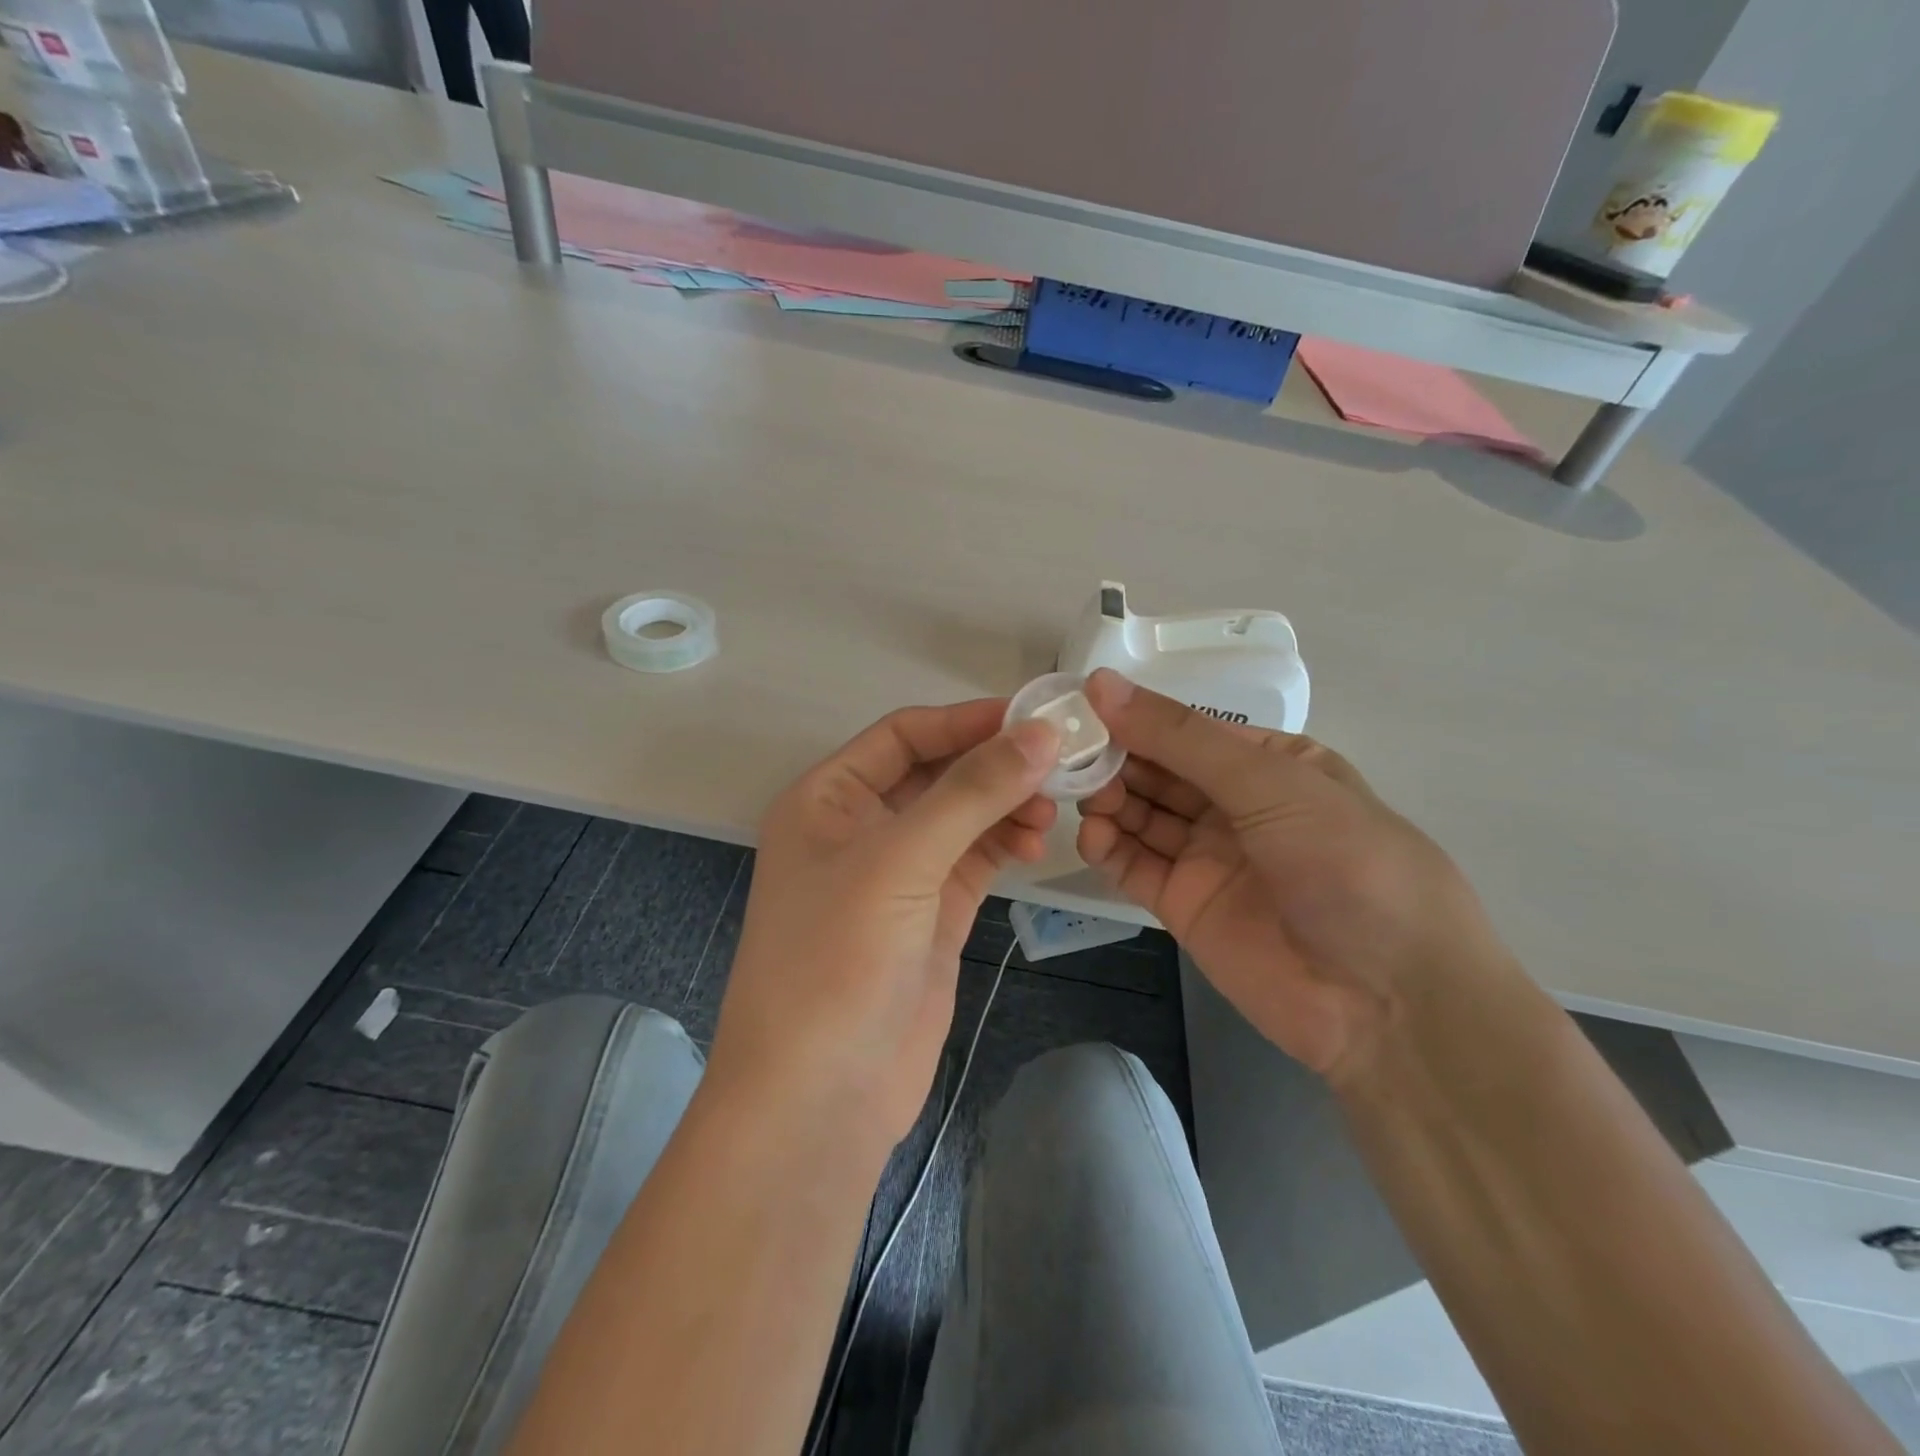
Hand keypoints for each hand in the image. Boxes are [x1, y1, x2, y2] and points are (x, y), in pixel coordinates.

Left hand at [710, 700, 1058, 1148]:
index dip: (965, 720)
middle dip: (993, 765)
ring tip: (1049, 810)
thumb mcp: (900, 861)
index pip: (902, 735)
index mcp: (827, 799)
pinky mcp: (930, 916)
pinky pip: (974, 860)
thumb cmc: (837, 960)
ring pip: (961, 817)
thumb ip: (971, 792)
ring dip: (1004, 806)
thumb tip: (1041, 733)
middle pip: (936, 773)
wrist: (819, 1098)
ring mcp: (897, 876)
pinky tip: (1034, 843)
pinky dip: (1004, 845)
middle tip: (1058, 762)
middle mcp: (859, 828)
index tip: (1033, 716)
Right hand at [1077, 670, 1510, 1083]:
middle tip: (1066, 755)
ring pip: (1140, 814)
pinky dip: (1107, 847)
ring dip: (1106, 799)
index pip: (1187, 729)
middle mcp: (1235, 805)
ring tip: (1076, 794)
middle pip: (1158, 770)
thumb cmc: (1346, 865)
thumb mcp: (1270, 783)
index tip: (1080, 708)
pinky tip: (1091, 835)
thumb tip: (1101, 684)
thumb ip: (1180, 737)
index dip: (1135, 716)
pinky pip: (1135, 865)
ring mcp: (1208, 857)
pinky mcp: (1184, 905)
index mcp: (1270, 764)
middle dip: (1114, 758)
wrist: (1389, 1002)